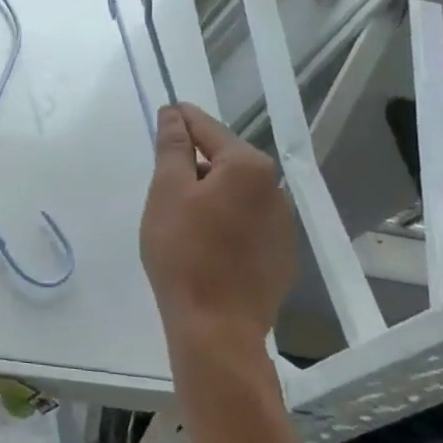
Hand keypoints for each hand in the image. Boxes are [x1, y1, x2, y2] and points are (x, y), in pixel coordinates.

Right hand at [140, 103, 294, 338]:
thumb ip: (173, 147)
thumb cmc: (184, 252)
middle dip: (195, 162)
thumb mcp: (167, 191)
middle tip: (162, 180)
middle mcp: (274, 189)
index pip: (209, 128)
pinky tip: (204, 244)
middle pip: (225, 161)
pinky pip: (247, 222)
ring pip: (236, 193)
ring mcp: (281, 225)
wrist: (216, 328)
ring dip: (210, 193)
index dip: (182, 120)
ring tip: (179, 217)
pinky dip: (225, 220)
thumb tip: (174, 114)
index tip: (163, 114)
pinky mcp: (279, 256)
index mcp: (248, 167)